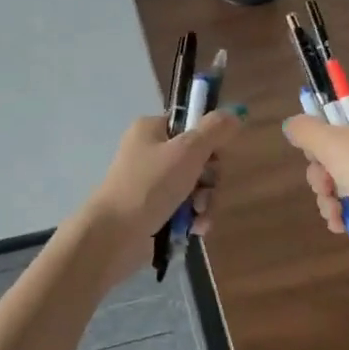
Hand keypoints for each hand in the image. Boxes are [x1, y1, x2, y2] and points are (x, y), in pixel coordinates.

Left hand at [78, 107, 246, 276]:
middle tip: (204, 193)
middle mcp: (150, 152)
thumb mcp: (187, 151)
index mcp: (152, 129)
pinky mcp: (153, 211)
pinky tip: (194, 229)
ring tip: (198, 217)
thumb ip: (214, 130)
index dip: (209, 143)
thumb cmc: (149, 186)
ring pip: (195, 187)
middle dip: (209, 180)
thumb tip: (235, 112)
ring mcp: (150, 183)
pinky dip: (193, 218)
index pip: (192, 126)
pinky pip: (184, 208)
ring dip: (204, 202)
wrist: (113, 236)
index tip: (215, 159)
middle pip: (198, 159)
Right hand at [281, 95, 348, 263]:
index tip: (313, 151)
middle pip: (341, 146)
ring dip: (331, 195)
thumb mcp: (329, 144)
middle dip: (323, 172)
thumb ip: (304, 130)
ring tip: (333, 211)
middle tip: (322, 186)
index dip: (321, 131)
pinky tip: (341, 223)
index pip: (342, 110)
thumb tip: (292, 125)